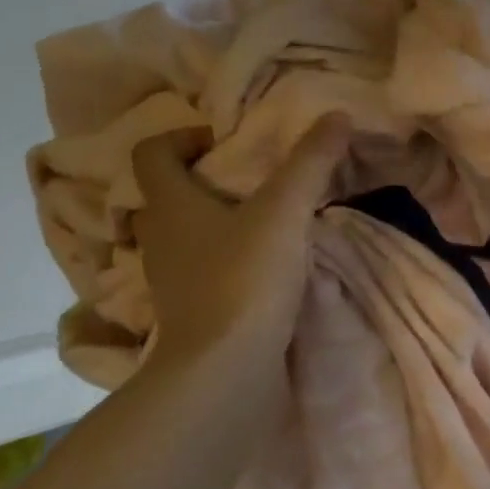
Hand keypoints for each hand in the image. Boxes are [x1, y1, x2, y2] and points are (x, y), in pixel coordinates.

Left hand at [129, 116, 351, 373]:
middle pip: (166, 196)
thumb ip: (311, 162)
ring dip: (216, 224)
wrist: (225, 374)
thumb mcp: (285, 211)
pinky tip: (266, 267)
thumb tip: (337, 114)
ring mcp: (173, 282)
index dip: (183, 137)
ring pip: (185, 237)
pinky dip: (226, 262)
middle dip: (203, 181)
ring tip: (265, 221)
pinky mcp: (194, 315)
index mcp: (170, 206)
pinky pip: (202, 273)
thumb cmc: (244, 278)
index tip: (226, 142)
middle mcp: (161, 240)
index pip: (152, 153)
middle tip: (251, 179)